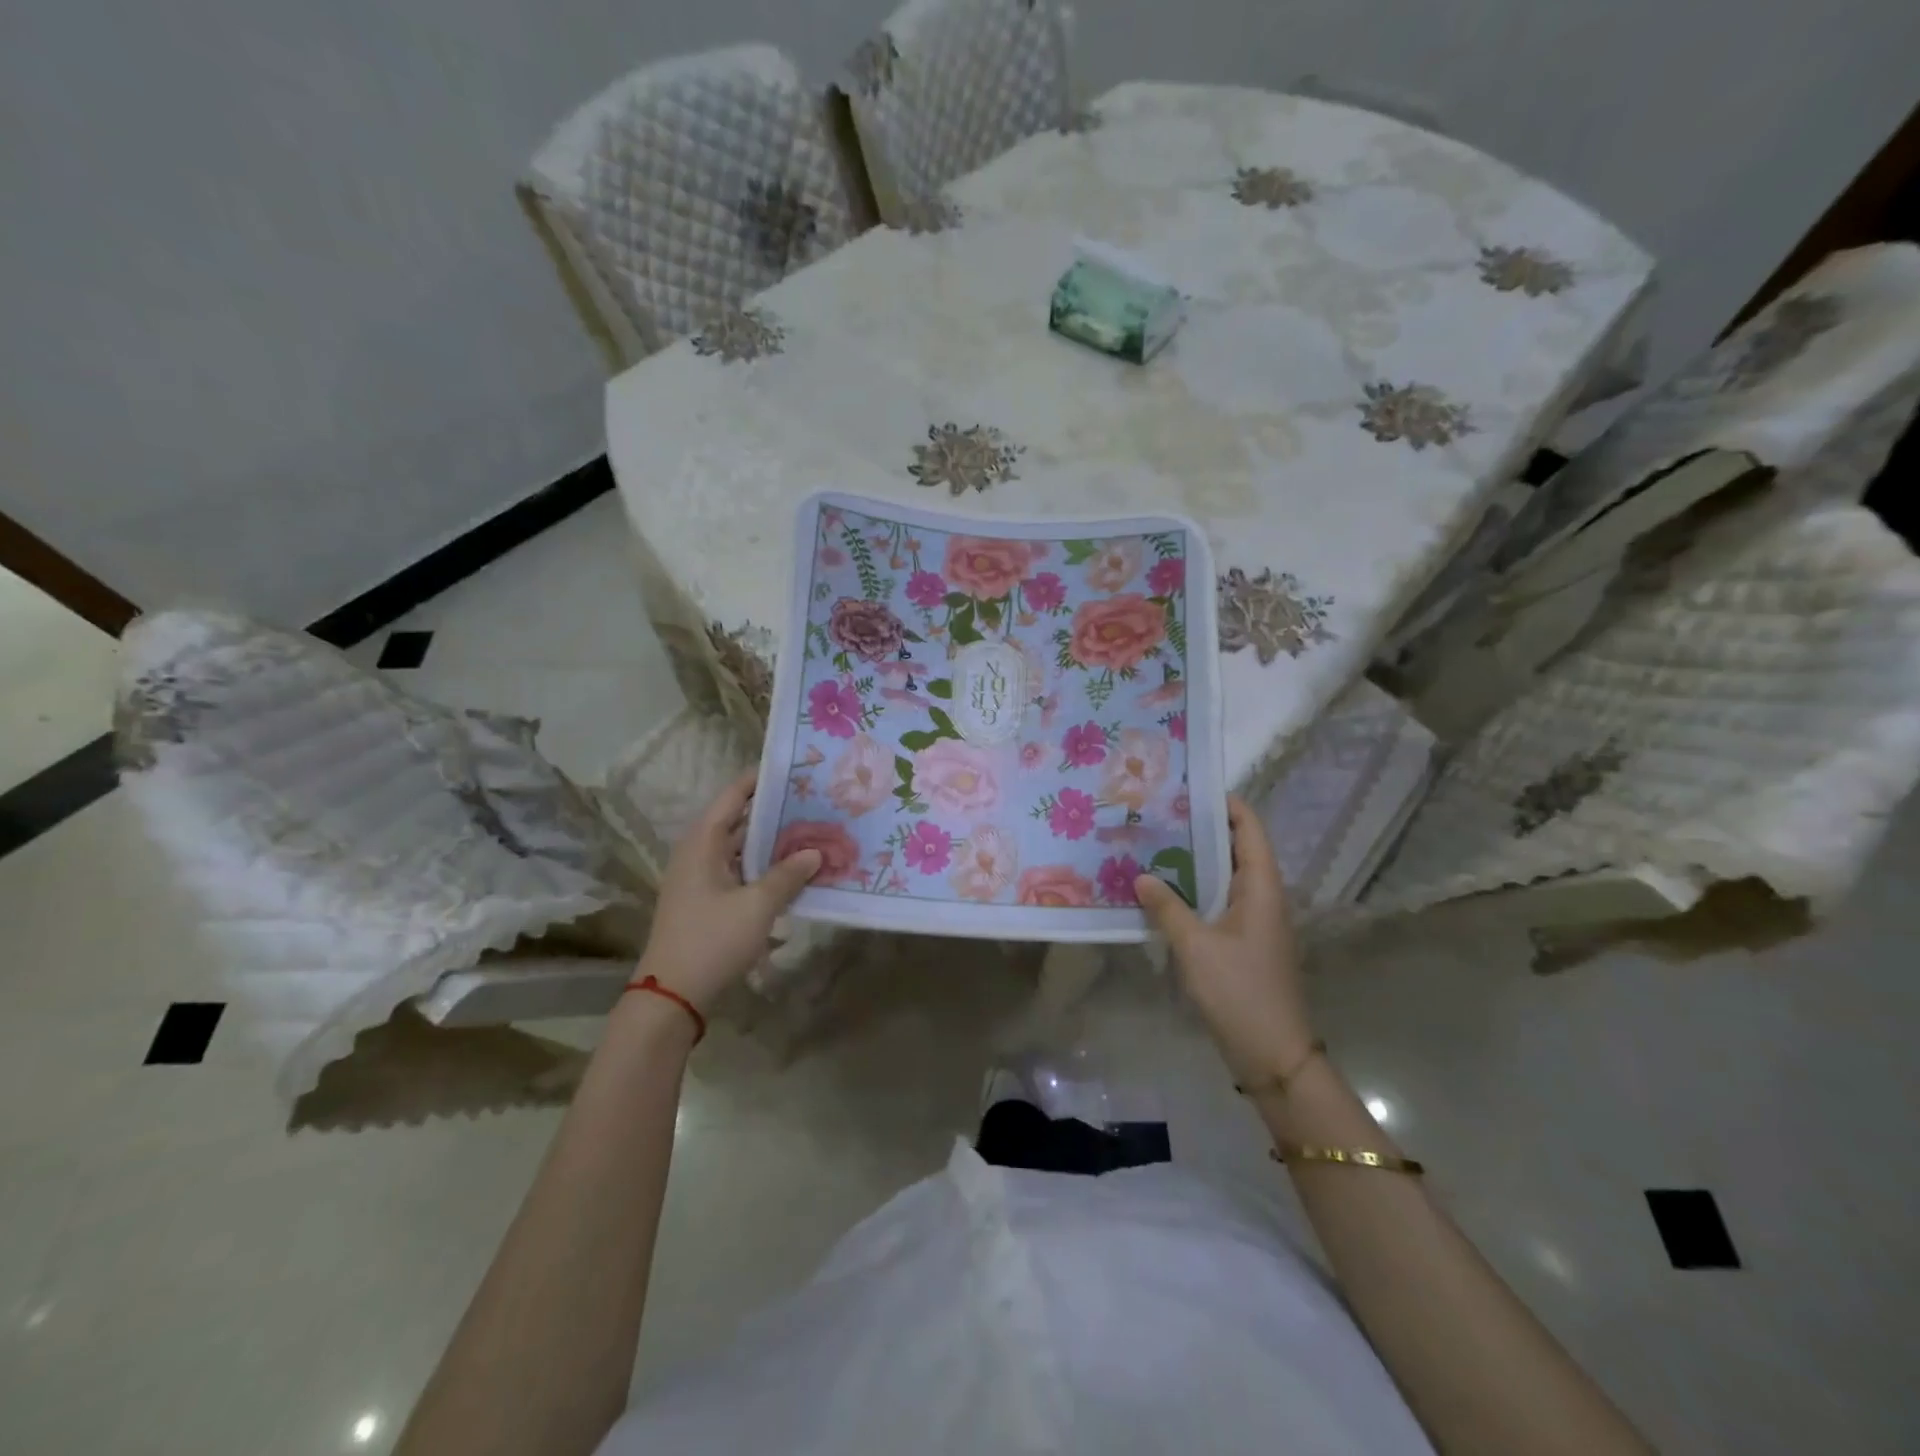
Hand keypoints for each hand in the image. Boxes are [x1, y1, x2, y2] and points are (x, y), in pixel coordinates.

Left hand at [637, 769, 821, 1009]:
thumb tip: (816, 852)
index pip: (733, 796)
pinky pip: (740, 871)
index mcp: (702, 843)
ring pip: (741, 848)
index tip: (795, 768)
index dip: (761, 779)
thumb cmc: (712, 940)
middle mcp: (698, 853)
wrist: (672, 996)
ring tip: (812, 831)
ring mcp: (701, 879)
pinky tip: (794, 872)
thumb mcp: (757, 906)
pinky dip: (764, 867)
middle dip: (775, 811)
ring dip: (772, 842)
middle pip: (738, 820)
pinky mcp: (707, 901)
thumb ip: (788, 875)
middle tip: (814, 801)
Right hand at [1134, 797, 1314, 1079]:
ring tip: (1155, 843)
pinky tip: (1164, 891)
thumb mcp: (1195, 946)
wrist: (1273, 1055)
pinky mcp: (1245, 942)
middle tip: (1159, 814)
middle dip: (1202, 829)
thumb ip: (1167, 907)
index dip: (1226, 804)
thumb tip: (1141, 876)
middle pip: (1236, 848)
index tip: (1189, 787)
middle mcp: (1264, 897)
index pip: (1249, 829)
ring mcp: (1256, 921)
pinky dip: (1196, 889)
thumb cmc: (1239, 992)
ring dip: (1196, 861)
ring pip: (1226, 876)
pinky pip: (1220, 901)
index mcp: (1262, 888)